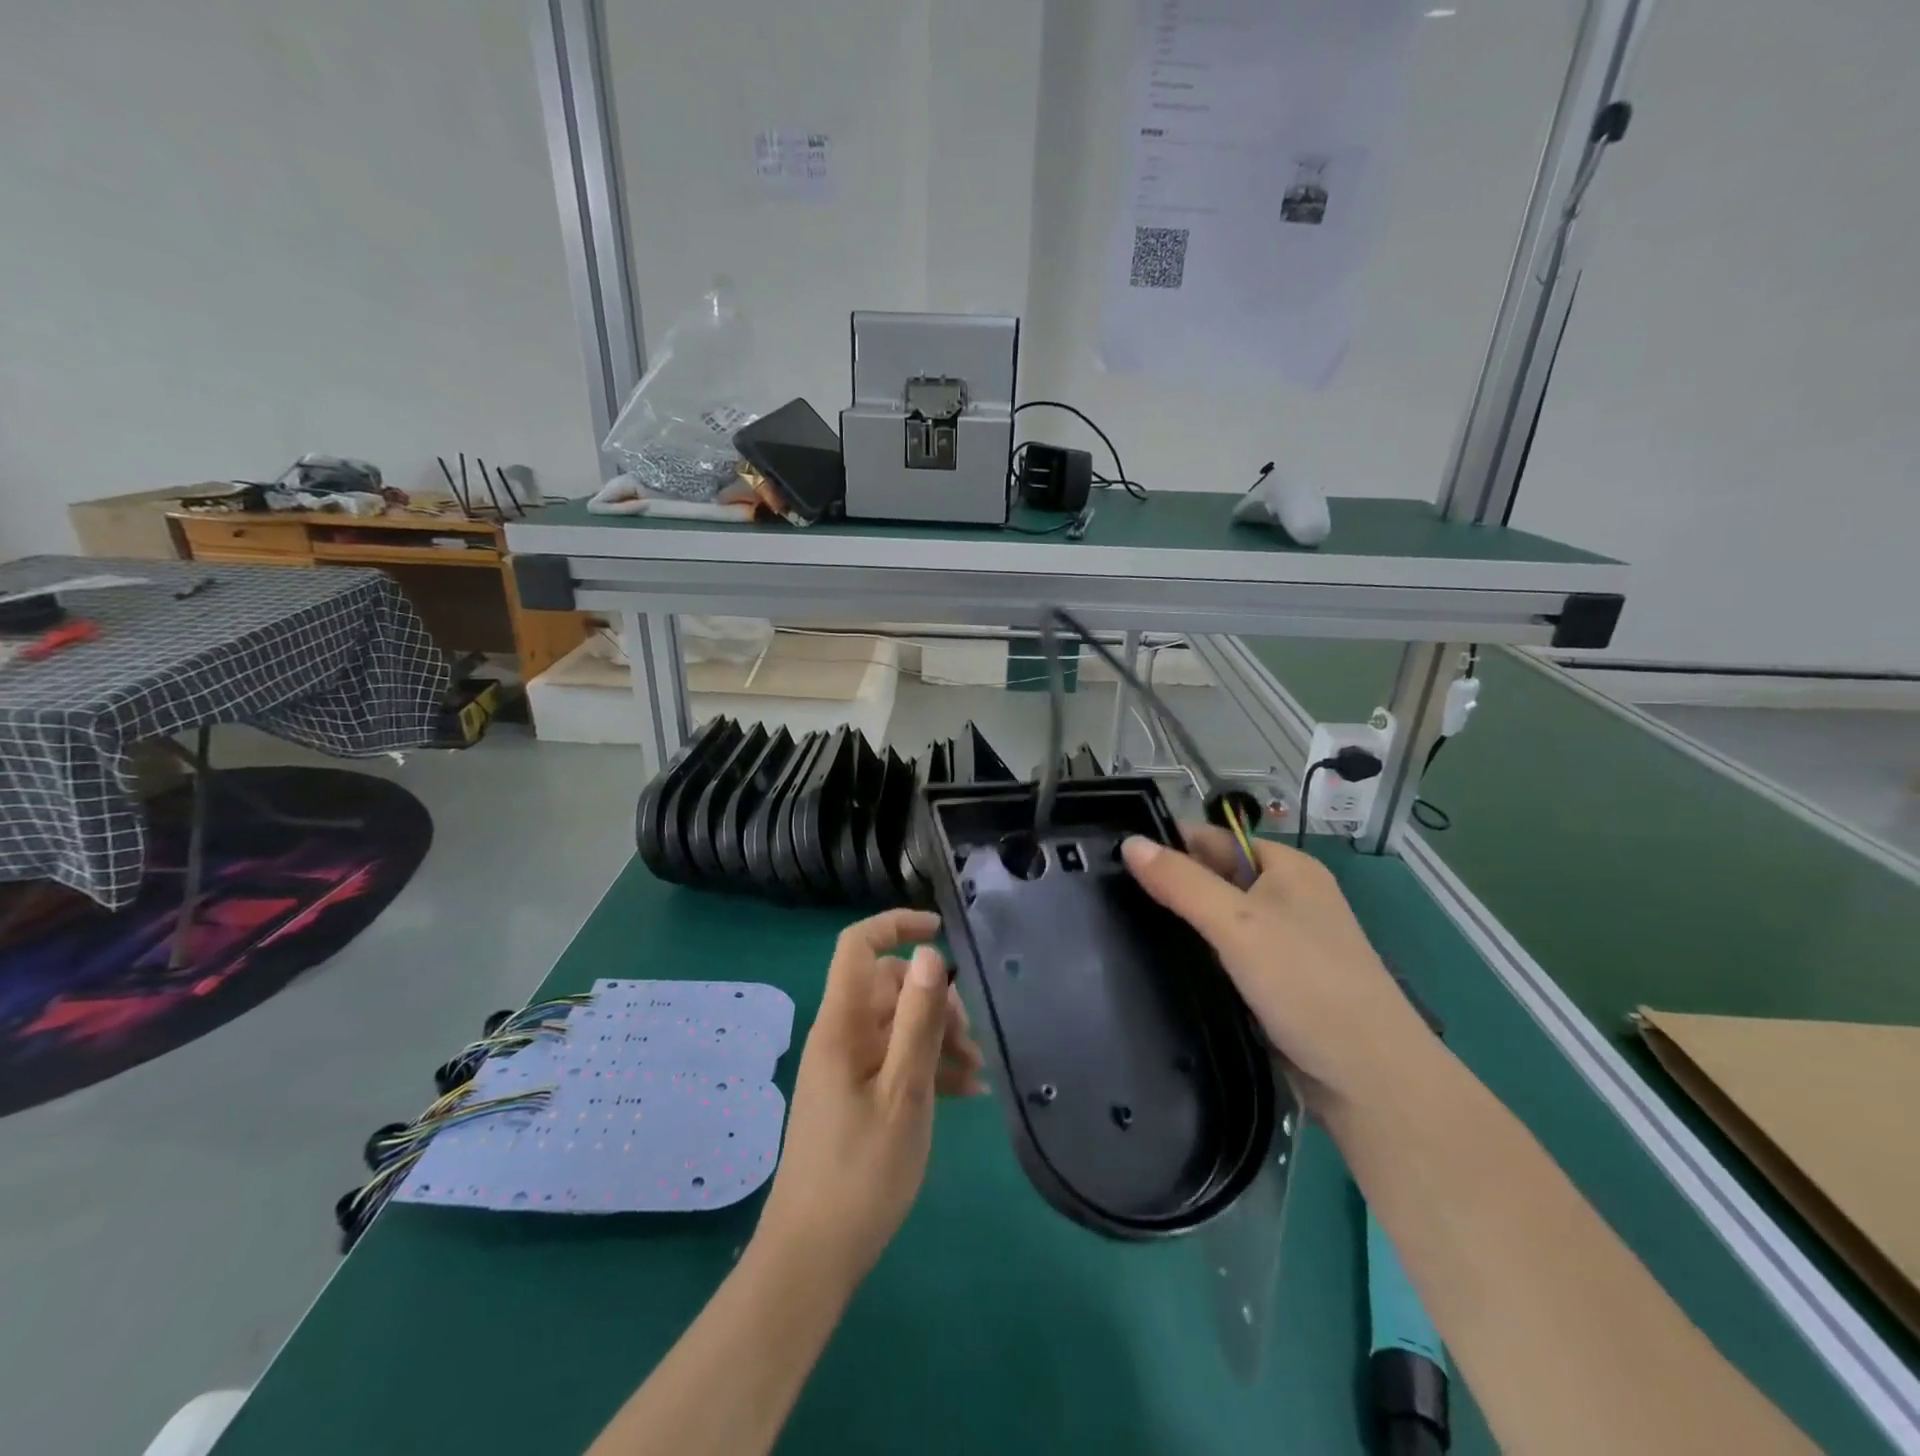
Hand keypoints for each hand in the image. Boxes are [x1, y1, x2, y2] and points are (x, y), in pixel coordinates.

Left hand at [755, 908, 984, 1288]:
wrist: (813, 1256)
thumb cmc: (862, 1171)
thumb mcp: (904, 1091)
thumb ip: (917, 1020)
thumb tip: (928, 953)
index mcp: (841, 1024)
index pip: (858, 946)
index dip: (895, 925)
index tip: (940, 930)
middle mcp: (839, 1035)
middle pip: (888, 987)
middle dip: (935, 1001)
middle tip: (971, 1041)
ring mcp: (846, 1066)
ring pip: (897, 1025)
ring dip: (938, 1037)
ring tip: (977, 1073)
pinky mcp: (855, 1095)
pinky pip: (894, 1060)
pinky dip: (928, 1066)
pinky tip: (966, 1094)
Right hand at [1121, 828, 1434, 1108]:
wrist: (1370, 1080)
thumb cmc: (1307, 984)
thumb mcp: (1237, 923)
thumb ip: (1181, 882)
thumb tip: (1129, 843)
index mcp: (1288, 867)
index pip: (1213, 838)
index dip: (1168, 843)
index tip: (1113, 858)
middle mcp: (1288, 897)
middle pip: (1214, 876)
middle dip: (1170, 885)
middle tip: (1109, 896)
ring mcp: (1284, 942)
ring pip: (1218, 920)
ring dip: (1181, 924)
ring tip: (1122, 928)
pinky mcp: (1277, 982)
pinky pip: (1227, 955)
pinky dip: (1199, 956)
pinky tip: (1162, 966)